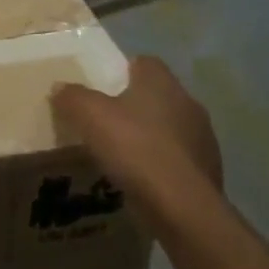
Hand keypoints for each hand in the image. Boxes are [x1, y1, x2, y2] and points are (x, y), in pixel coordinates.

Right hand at [52, 55, 223, 203]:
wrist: (182, 206)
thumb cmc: (135, 148)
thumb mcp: (90, 116)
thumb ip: (73, 97)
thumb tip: (60, 87)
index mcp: (161, 83)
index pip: (144, 62)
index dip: (121, 70)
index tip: (101, 87)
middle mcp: (188, 103)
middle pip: (156, 95)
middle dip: (134, 105)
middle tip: (105, 122)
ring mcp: (203, 138)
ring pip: (169, 128)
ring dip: (150, 136)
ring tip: (122, 155)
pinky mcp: (208, 170)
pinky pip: (178, 159)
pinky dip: (161, 164)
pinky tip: (142, 180)